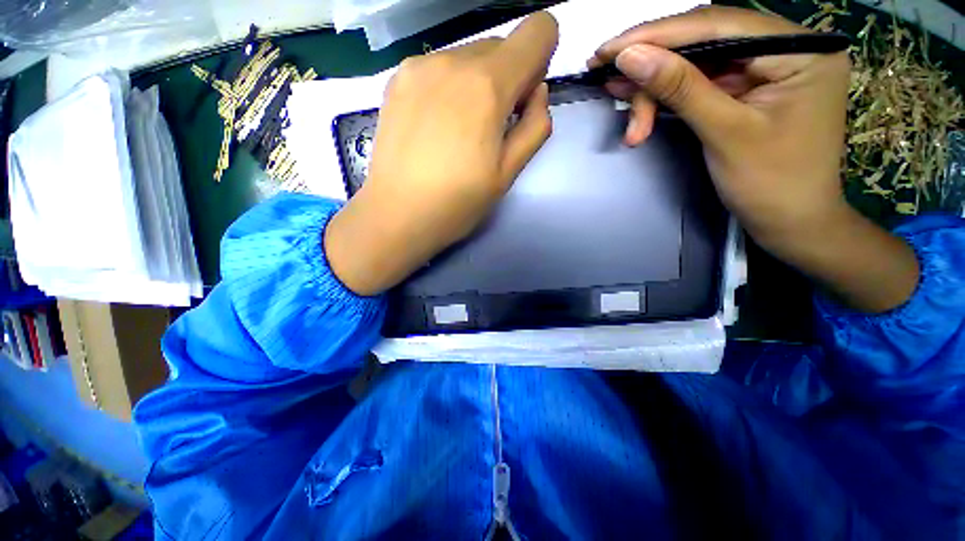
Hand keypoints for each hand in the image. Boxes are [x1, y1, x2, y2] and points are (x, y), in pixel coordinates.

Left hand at [326, 12, 558, 295]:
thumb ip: (535, 126)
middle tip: (491, 128)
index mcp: (487, 86)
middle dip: (508, 79)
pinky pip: (440, 67)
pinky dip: (450, 87)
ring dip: (477, 84)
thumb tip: (537, 92)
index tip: (524, 98)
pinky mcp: (397, 78)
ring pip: (468, 57)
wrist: (397, 214)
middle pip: (500, 47)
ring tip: (460, 131)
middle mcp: (453, 60)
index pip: (537, 31)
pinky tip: (437, 125)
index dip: (541, 57)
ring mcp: (419, 66)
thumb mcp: (508, 174)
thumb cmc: (457, 202)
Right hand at [591, 7, 917, 312]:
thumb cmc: (771, 184)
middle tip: (606, 78)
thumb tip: (630, 56)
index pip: (717, 26)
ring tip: (618, 99)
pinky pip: (701, 84)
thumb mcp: (724, 133)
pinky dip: (668, 96)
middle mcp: (785, 48)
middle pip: (705, 42)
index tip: (608, 49)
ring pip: (697, 64)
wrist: (790, 223)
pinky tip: (639, 106)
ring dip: (654, 87)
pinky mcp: (748, 90)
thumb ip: (680, 89)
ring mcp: (766, 69)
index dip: (657, 35)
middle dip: (653, 66)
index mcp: (799, 50)